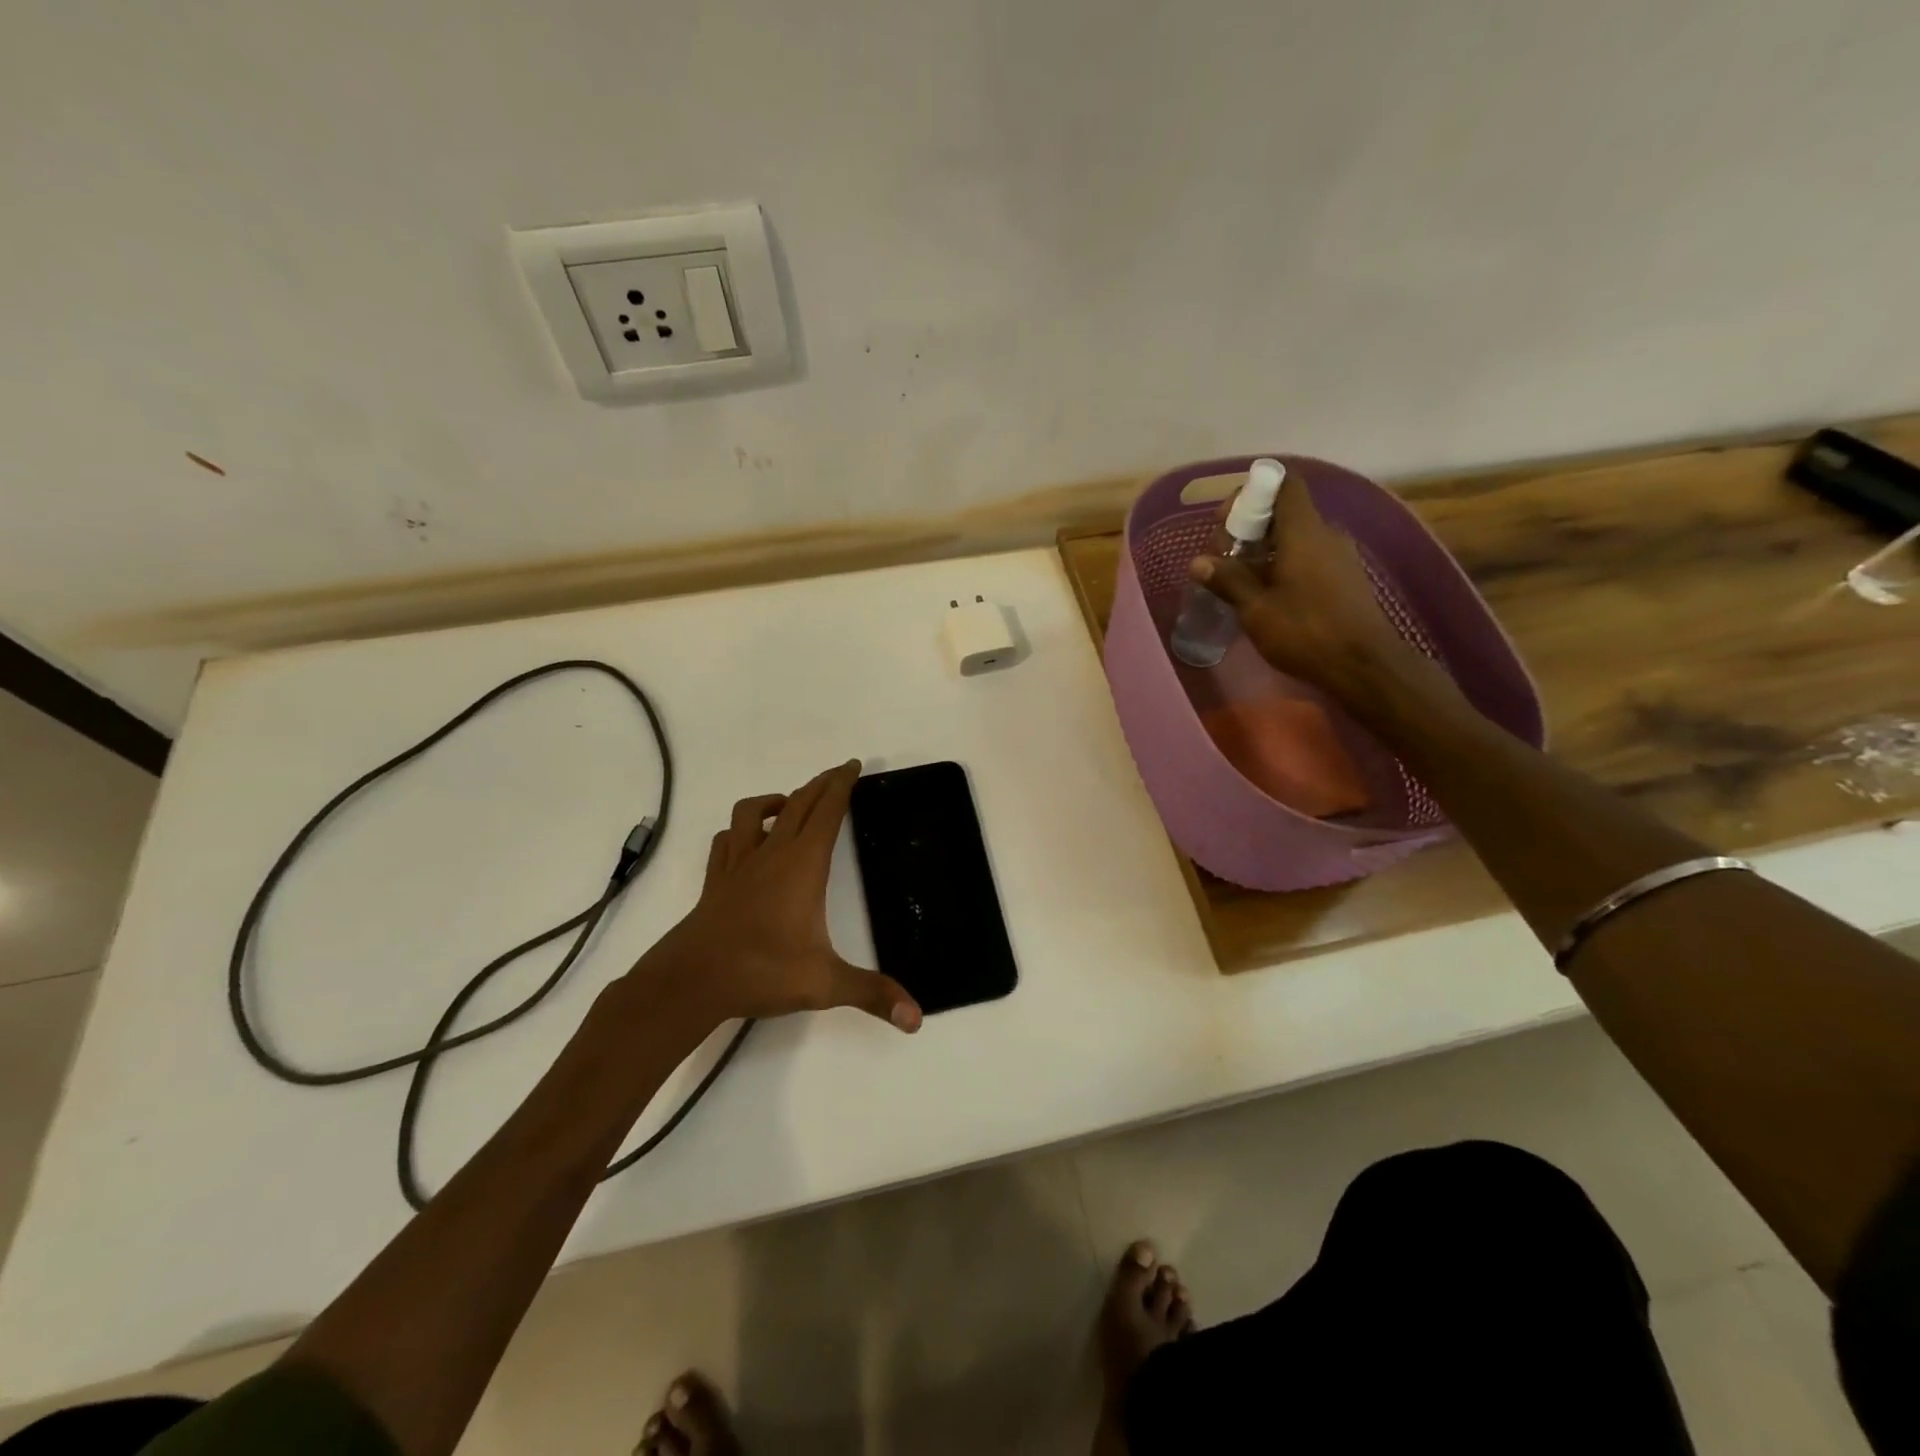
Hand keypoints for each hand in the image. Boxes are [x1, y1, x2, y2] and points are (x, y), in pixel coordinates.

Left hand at [636, 760, 922, 1033]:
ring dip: (775, 801)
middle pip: (798, 803)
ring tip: (790, 804)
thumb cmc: (761, 971)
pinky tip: (746, 841)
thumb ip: (872, 994)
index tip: (853, 765)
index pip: (827, 812)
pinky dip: (739, 831)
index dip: (842, 785)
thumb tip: (916, 1018)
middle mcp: (771, 854)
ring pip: (753, 813)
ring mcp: (739, 865)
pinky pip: (725, 841)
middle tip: (839, 773)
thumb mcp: (824, 984)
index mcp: (803, 865)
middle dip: (821, 784)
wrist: (691, 981)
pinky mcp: (716, 881)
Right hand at [1190, 473, 1421, 698]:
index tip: (1227, 520)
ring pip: (1295, 538)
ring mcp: (1339, 556)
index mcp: (1304, 531)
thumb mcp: (1256, 609)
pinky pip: (1308, 557)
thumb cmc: (1306, 632)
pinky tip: (1267, 595)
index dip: (1252, 492)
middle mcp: (1325, 534)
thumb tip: (1197, 562)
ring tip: (1239, 581)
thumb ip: (1227, 580)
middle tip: (1223, 558)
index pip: (1284, 485)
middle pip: (1284, 513)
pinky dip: (1283, 565)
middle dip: (1250, 528)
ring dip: (1264, 551)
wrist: (1364, 666)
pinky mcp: (1344, 578)